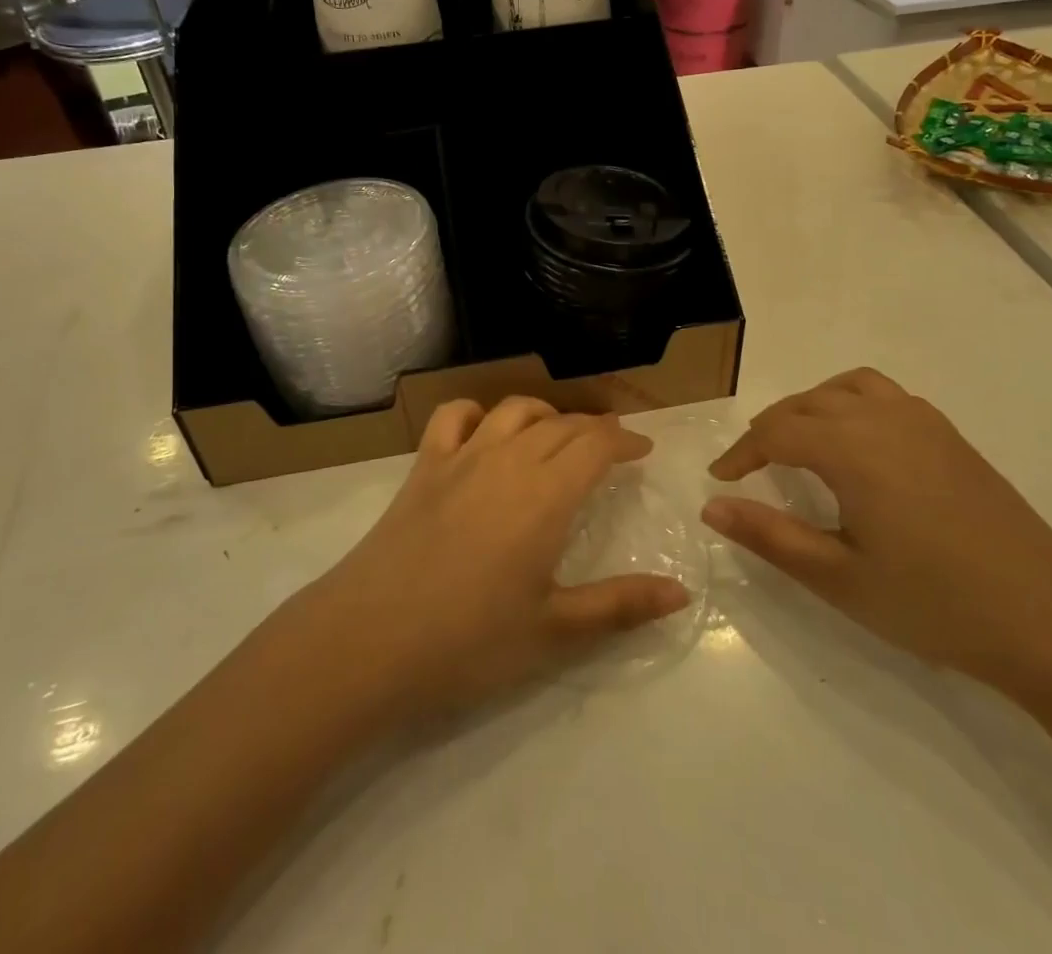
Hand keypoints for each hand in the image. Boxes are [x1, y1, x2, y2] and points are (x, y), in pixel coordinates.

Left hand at [275, 397, 689, 729]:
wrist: (369, 639)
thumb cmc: (469, 641)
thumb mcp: (554, 631)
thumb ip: (620, 606)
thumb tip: (681, 593)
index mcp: (547, 495)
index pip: (596, 445)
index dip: (625, 440)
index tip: (642, 449)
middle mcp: (508, 461)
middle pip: (561, 424)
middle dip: (593, 428)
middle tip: (610, 445)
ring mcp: (461, 457)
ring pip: (513, 410)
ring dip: (544, 413)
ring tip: (557, 433)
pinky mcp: (423, 467)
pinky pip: (453, 416)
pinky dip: (477, 412)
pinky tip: (483, 430)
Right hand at [702, 368, 1051, 690]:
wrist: (1051, 621)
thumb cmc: (935, 603)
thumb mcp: (840, 578)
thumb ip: (770, 536)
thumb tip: (712, 506)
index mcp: (852, 448)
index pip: (776, 432)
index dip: (741, 453)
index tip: (721, 479)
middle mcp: (883, 417)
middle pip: (807, 403)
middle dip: (771, 429)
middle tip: (751, 467)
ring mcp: (923, 421)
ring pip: (847, 387)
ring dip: (811, 406)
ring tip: (799, 443)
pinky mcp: (950, 435)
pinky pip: (884, 395)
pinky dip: (851, 403)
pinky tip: (858, 446)